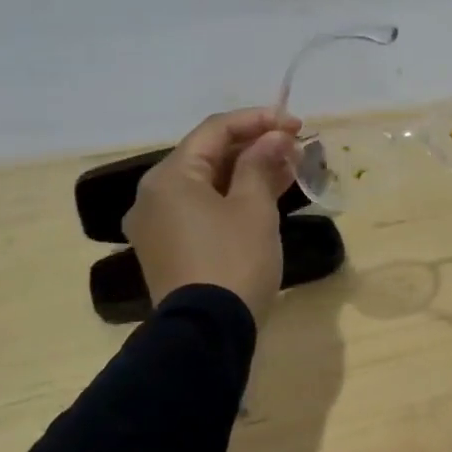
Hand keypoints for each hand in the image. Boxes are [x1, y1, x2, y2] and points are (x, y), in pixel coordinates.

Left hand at [121, 108, 302, 321]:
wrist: (208, 331)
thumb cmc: (233, 260)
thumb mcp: (254, 207)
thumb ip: (261, 163)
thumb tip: (274, 137)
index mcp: (170, 177)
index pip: (215, 130)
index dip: (258, 120)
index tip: (296, 124)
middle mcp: (154, 195)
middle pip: (208, 155)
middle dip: (255, 146)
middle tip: (296, 146)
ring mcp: (159, 224)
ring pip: (208, 183)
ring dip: (248, 171)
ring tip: (291, 167)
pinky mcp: (170, 248)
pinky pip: (202, 208)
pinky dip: (233, 197)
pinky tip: (267, 195)